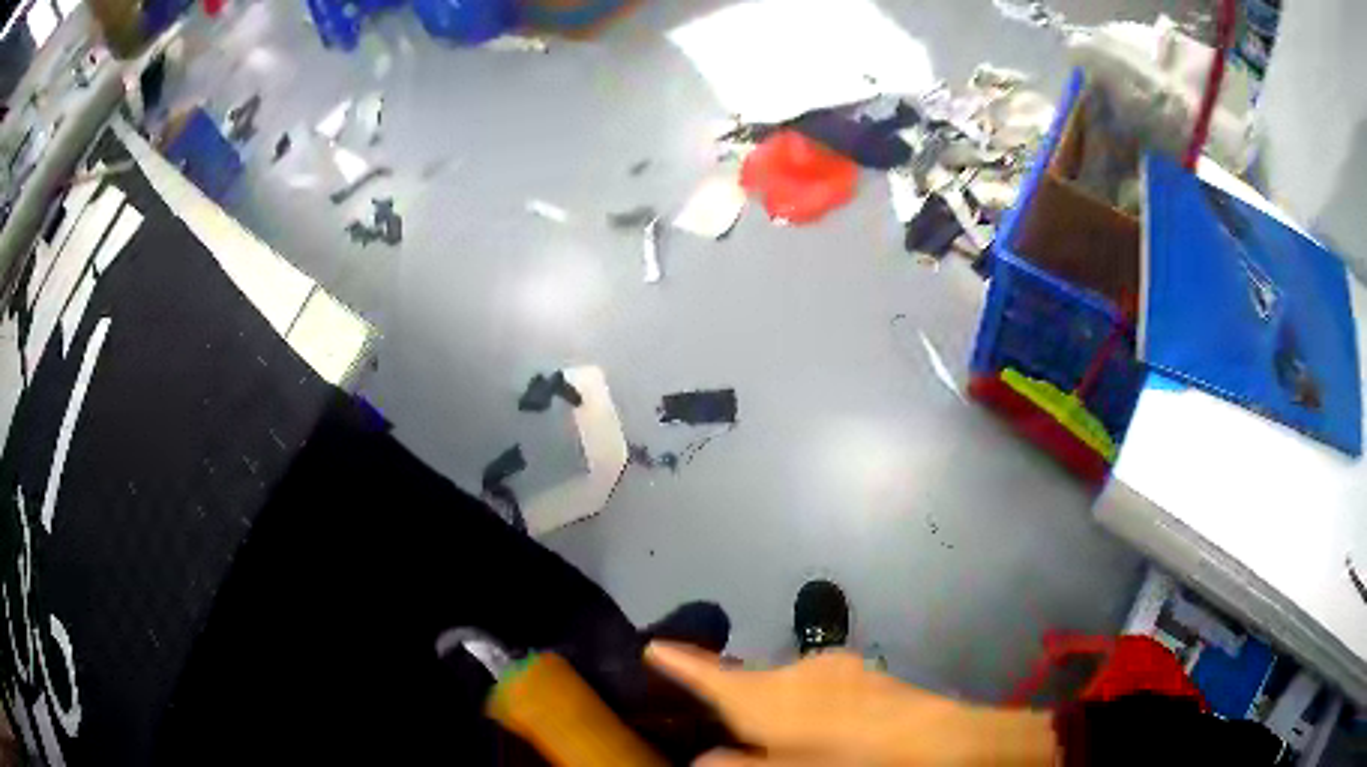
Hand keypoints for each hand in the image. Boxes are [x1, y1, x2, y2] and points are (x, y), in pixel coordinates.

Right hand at [646, 642, 1056, 765]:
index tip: (653, 647)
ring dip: (772, 701)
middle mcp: (795, 673)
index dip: (679, 663)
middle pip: (748, 680)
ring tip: (777, 731)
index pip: (709, 676)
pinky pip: (816, 685)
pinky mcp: (863, 674)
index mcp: (767, 698)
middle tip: (724, 719)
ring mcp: (834, 670)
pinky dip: (806, 701)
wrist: (942, 742)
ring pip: (786, 683)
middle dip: (730, 692)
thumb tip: (700, 760)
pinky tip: (824, 726)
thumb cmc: (850, 761)